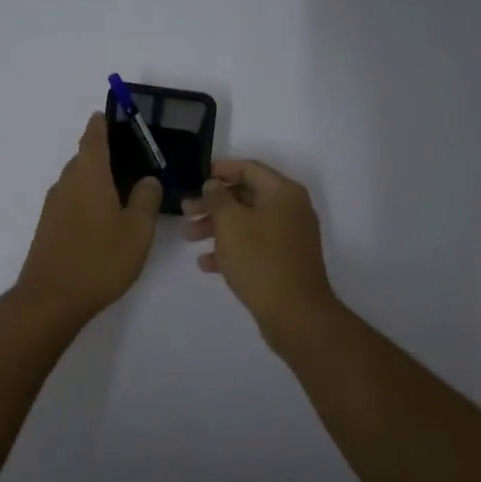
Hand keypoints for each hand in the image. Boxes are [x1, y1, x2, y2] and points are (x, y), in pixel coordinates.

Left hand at [14, 113, 162, 323]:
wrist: (50, 299)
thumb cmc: (99, 260)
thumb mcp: (137, 230)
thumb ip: (146, 199)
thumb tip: (147, 179)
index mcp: (89, 175)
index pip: (94, 137)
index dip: (102, 124)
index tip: (111, 115)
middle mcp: (67, 183)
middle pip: (85, 157)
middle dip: (105, 154)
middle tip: (134, 160)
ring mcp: (54, 206)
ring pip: (78, 180)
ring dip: (97, 179)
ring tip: (124, 190)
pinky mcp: (49, 227)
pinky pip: (71, 200)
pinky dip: (88, 198)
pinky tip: (105, 218)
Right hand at [183, 159, 337, 337]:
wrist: (295, 313)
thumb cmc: (260, 259)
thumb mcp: (230, 223)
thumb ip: (217, 198)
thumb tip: (214, 185)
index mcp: (283, 192)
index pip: (249, 168)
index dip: (221, 170)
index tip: (196, 177)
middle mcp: (291, 209)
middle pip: (246, 196)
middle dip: (213, 203)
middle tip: (185, 212)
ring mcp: (290, 236)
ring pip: (248, 222)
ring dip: (217, 227)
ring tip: (189, 238)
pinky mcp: (285, 261)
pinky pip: (255, 245)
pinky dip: (232, 248)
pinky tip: (206, 264)